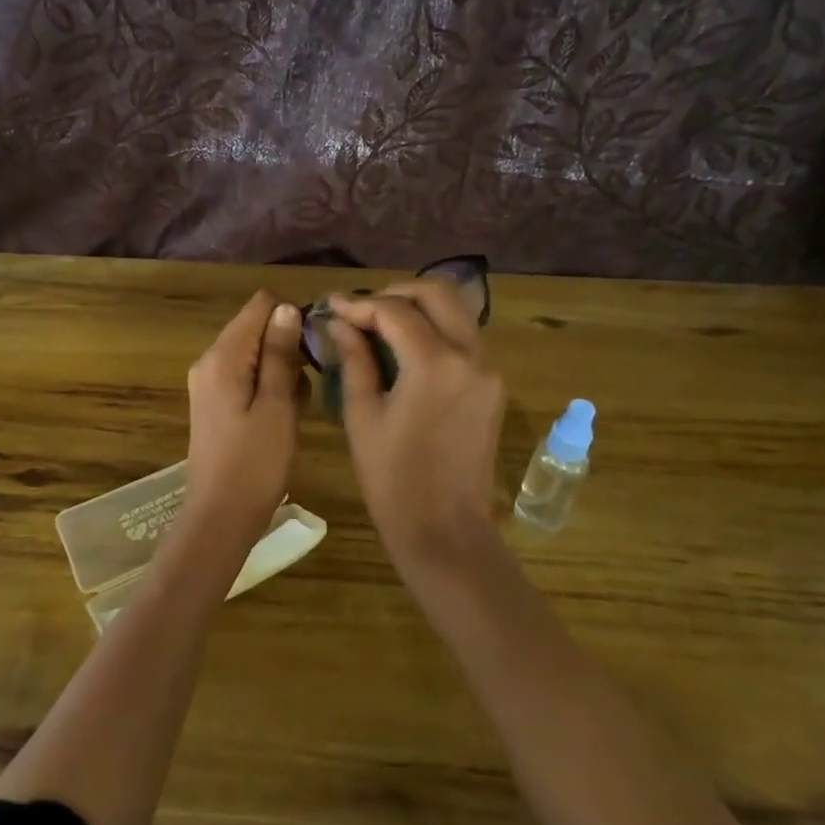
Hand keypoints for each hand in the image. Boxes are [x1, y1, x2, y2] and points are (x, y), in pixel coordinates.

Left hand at [184, 291, 306, 541]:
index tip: (313, 349)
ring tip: (295, 409)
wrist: (220, 516)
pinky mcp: (215, 402)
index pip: (260, 305)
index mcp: (223, 356)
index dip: (291, 316)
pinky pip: (247, 377)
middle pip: (256, 328)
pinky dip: (268, 388)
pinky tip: (281, 418)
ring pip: (255, 355)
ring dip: (281, 372)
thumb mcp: (277, 405)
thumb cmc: (255, 462)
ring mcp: (209, 382)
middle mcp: (210, 361)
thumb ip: (280, 354)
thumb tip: (286, 307)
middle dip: (287, 348)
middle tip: (305, 388)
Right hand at [329, 281, 506, 585]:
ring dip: (419, 308)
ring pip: (457, 312)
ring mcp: (489, 370)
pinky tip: (407, 347)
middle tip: (361, 309)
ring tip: (380, 323)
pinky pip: (465, 339)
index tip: (331, 307)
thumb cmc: (393, 480)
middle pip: (437, 293)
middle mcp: (471, 356)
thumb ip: (354, 360)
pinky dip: (436, 329)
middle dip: (395, 292)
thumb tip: (340, 323)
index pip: (394, 311)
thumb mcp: (362, 416)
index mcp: (435, 364)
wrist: (446, 531)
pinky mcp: (493, 386)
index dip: (359, 304)